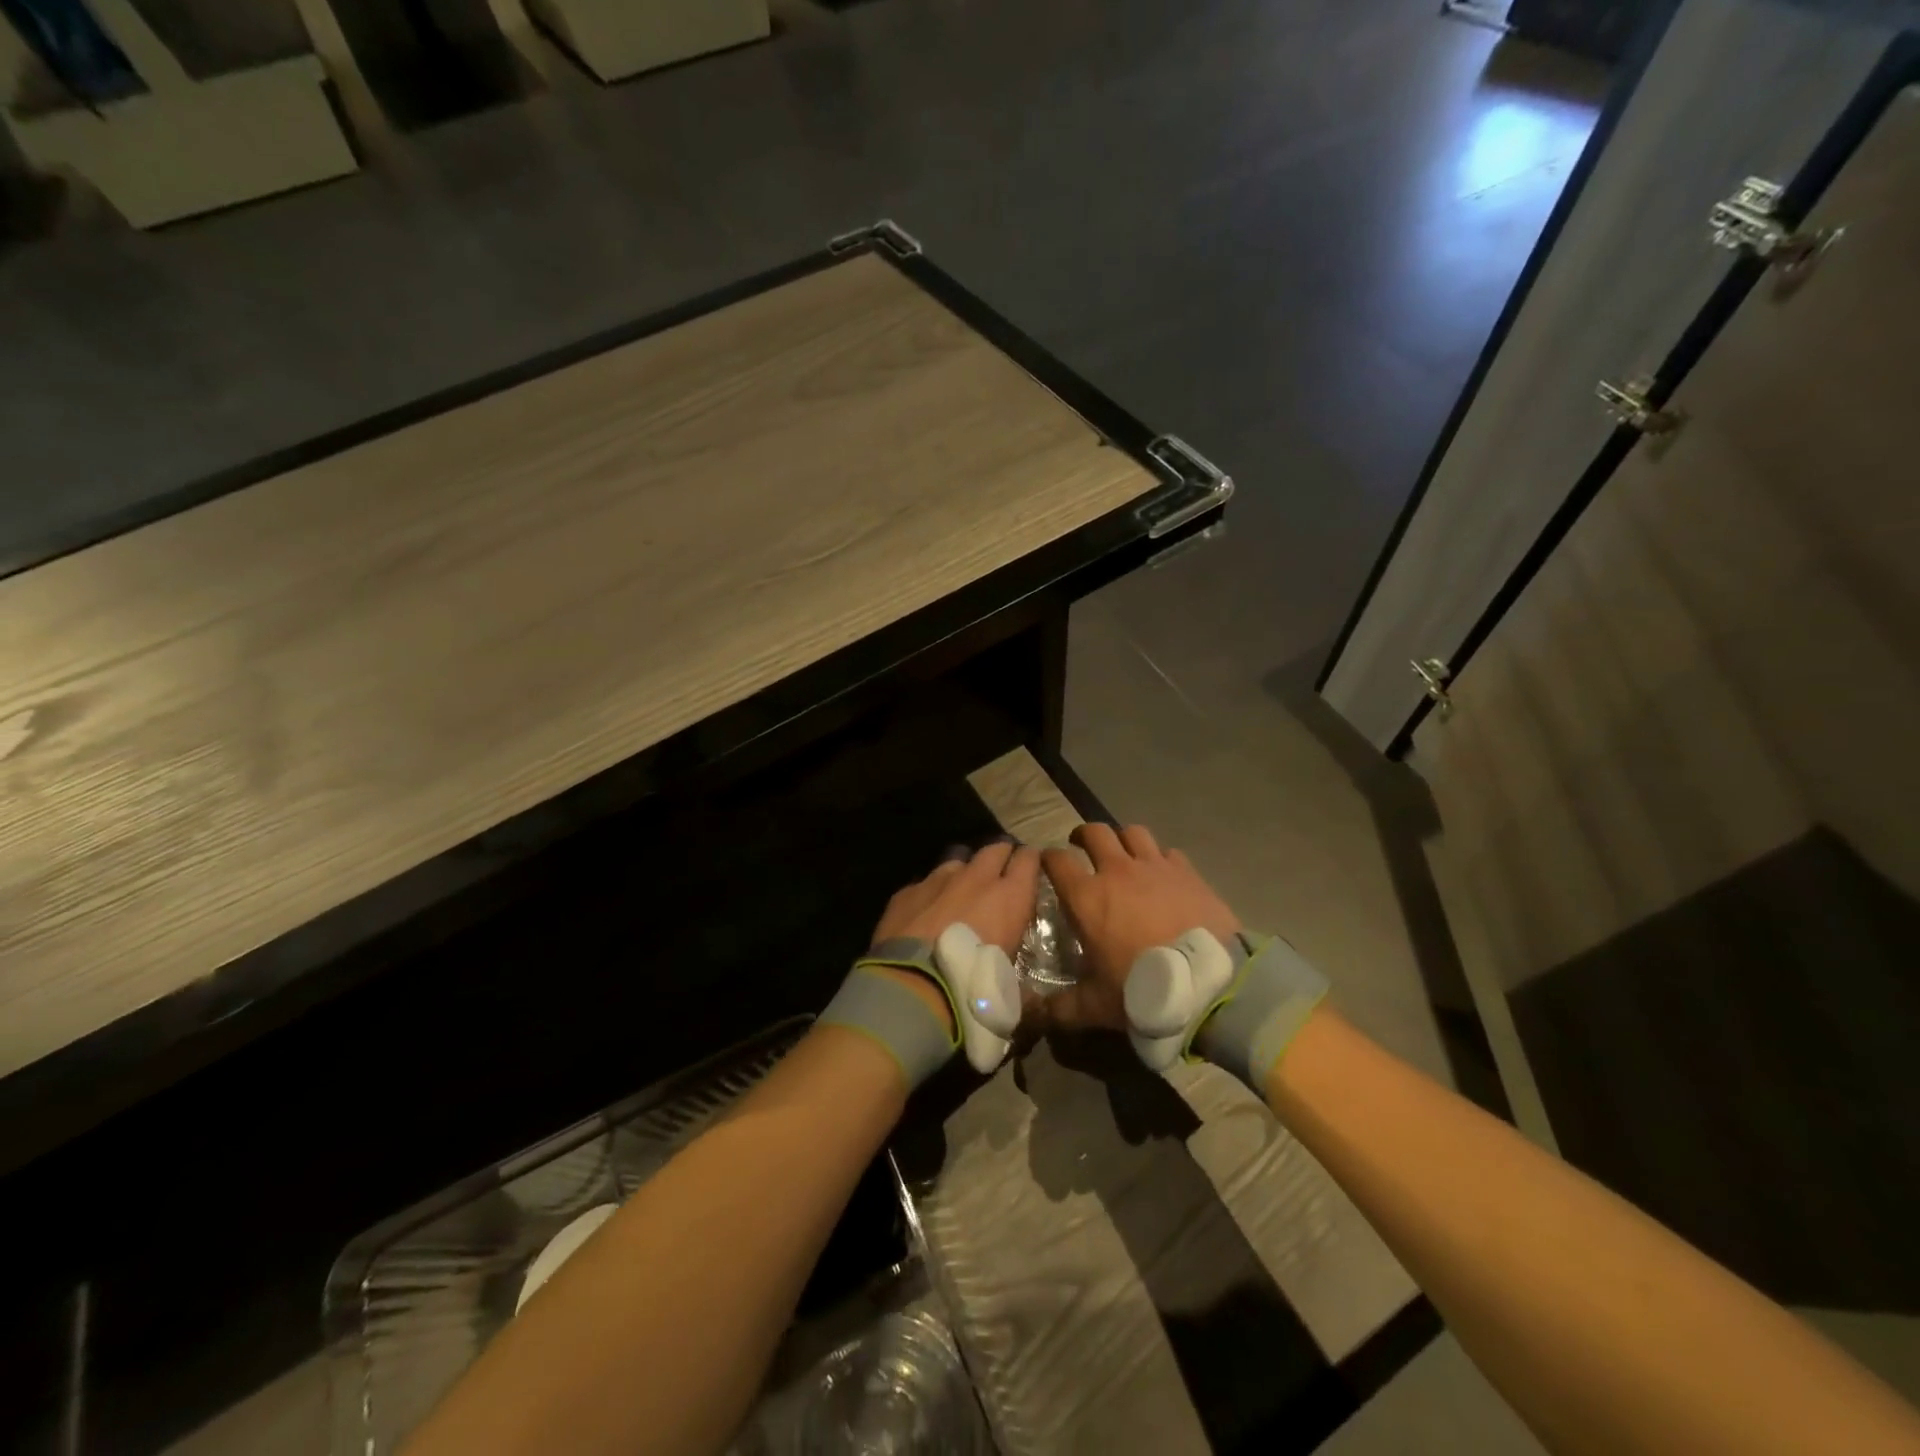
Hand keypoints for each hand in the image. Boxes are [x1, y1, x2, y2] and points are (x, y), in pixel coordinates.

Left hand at [869, 841, 1041, 1035]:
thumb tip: (1035, 1001)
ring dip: (964, 872)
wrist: (912, 988)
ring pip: (958, 861)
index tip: (1032, 869)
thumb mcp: (1010, 991)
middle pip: (995, 849)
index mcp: (1010, 897)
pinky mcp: (907, 891)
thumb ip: (1022, 985)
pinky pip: (925, 882)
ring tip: (962, 891)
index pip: (1029, 859)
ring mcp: (938, 880)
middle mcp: (976, 878)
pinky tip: (926, 910)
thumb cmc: (972, 989)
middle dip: (1000, 857)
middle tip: (1000, 875)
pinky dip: (931, 892)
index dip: (1031, 861)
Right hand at [1040, 824, 1239, 1032]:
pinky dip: (1159, 858)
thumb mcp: (1096, 1006)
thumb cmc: (1143, 990)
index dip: (1048, 859)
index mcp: (1087, 897)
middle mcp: (1117, 871)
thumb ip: (1063, 1007)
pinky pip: (1168, 852)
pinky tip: (1163, 874)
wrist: (1208, 984)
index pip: (1056, 861)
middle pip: (1094, 832)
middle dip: (1083, 835)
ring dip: (1122, 839)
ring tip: (1123, 853)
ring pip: (1132, 832)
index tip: (1048, 865)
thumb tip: (1036, 1014)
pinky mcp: (1187, 872)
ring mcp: (1155, 867)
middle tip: (1081, 846)